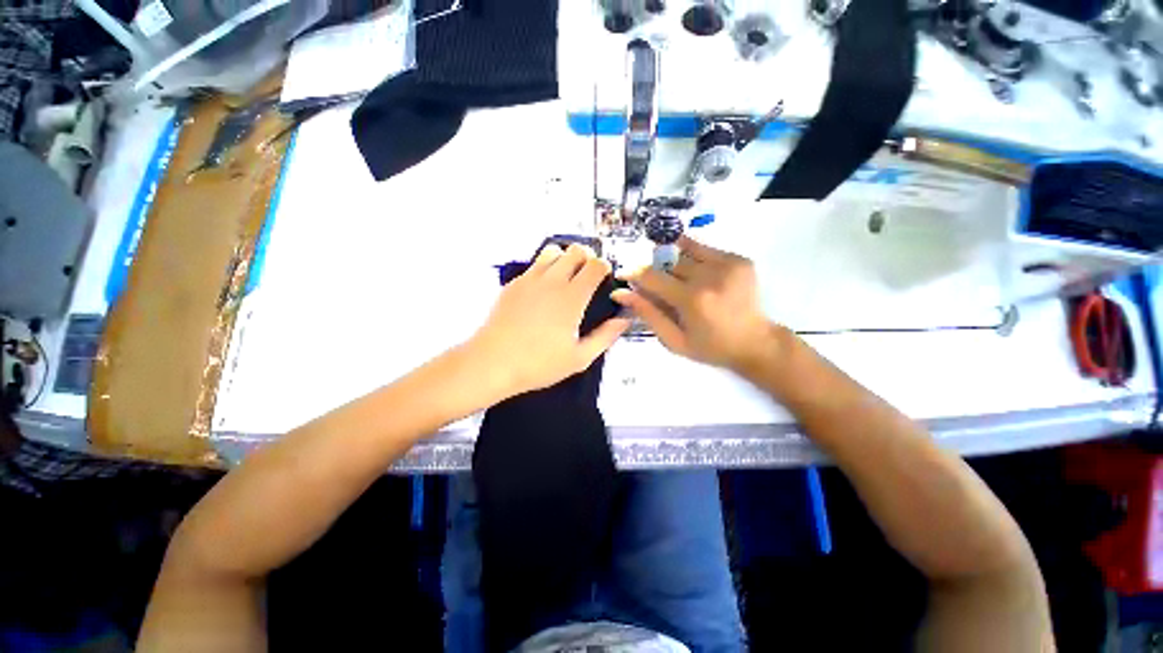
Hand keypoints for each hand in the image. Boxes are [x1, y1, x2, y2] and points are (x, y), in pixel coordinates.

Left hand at [469, 243, 631, 397]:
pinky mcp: (513, 284)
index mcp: (572, 298)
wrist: (492, 363)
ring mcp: (529, 280)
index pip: (595, 265)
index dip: (604, 267)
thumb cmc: (538, 364)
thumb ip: (605, 337)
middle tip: (587, 275)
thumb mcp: (579, 358)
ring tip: (566, 277)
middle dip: (587, 257)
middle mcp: (552, 281)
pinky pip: (533, 265)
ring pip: (552, 251)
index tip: (605, 278)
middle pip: (575, 250)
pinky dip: (544, 269)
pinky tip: (543, 290)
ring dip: (564, 258)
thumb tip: (623, 320)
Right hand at [612, 236, 780, 372]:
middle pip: (668, 261)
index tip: (624, 275)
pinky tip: (698, 276)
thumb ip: (647, 313)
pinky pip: (705, 249)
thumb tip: (621, 293)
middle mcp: (709, 276)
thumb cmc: (710, 347)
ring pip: (686, 251)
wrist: (756, 343)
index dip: (634, 273)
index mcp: (692, 300)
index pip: (652, 276)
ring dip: (676, 264)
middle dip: (659, 273)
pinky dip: (695, 259)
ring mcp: (728, 264)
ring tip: (682, 282)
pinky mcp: (740, 259)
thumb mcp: (673, 340)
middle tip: (664, 290)